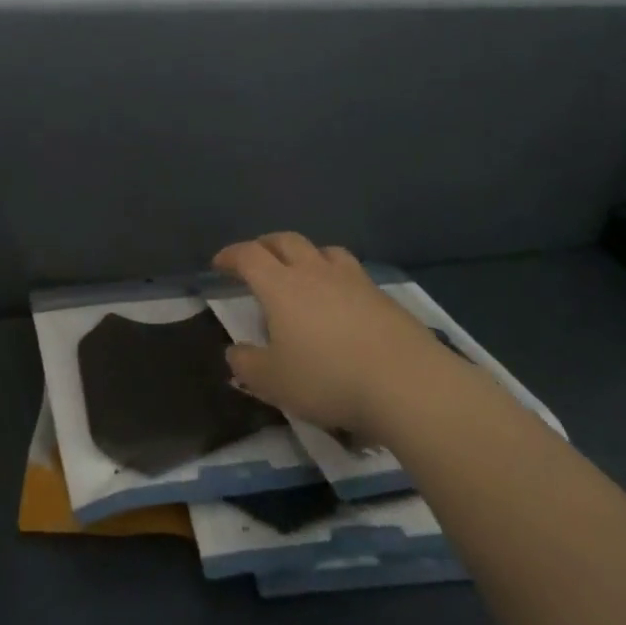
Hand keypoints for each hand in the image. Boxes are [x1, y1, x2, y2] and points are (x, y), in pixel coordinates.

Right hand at [214, 233, 447, 437]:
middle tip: (256, 258)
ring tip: (302, 271)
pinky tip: (340, 300)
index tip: (219, 265)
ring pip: (324, 250)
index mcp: (281, 286)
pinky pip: (352, 272)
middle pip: (285, 241)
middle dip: (265, 245)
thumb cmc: (328, 378)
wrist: (406, 383)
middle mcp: (315, 272)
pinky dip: (337, 277)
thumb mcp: (273, 382)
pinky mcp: (383, 296)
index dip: (230, 255)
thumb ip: (247, 364)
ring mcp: (353, 280)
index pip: (248, 256)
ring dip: (306, 254)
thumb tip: (235, 351)